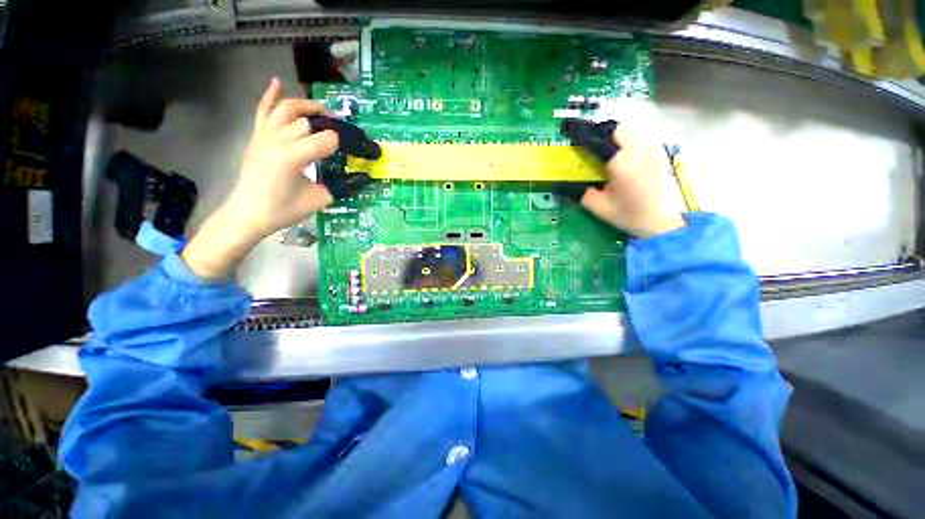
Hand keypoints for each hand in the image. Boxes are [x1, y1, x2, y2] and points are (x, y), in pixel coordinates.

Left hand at [182, 78, 338, 279]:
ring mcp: (264, 135)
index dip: (342, 144)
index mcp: (293, 157)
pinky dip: (270, 95)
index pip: (326, 140)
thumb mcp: (319, 200)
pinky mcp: (257, 136)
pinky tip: (278, 82)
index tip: (351, 152)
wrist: (249, 213)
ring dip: (308, 106)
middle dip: (330, 125)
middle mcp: (278, 140)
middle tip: (344, 134)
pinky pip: (263, 110)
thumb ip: (341, 186)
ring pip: (288, 108)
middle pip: (309, 121)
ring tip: (324, 113)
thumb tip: (362, 178)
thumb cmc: (284, 210)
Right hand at [580, 124, 685, 238]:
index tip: (570, 131)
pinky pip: (641, 137)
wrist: (662, 222)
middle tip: (591, 144)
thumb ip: (582, 193)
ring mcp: (652, 150)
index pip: (598, 140)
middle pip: (618, 128)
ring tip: (606, 148)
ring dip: (616, 135)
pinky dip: (629, 140)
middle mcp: (639, 150)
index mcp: (621, 163)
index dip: (583, 135)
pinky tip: (623, 154)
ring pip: (632, 130)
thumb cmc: (629, 215)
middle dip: (602, 132)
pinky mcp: (659, 154)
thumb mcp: (599, 207)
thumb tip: (569, 184)